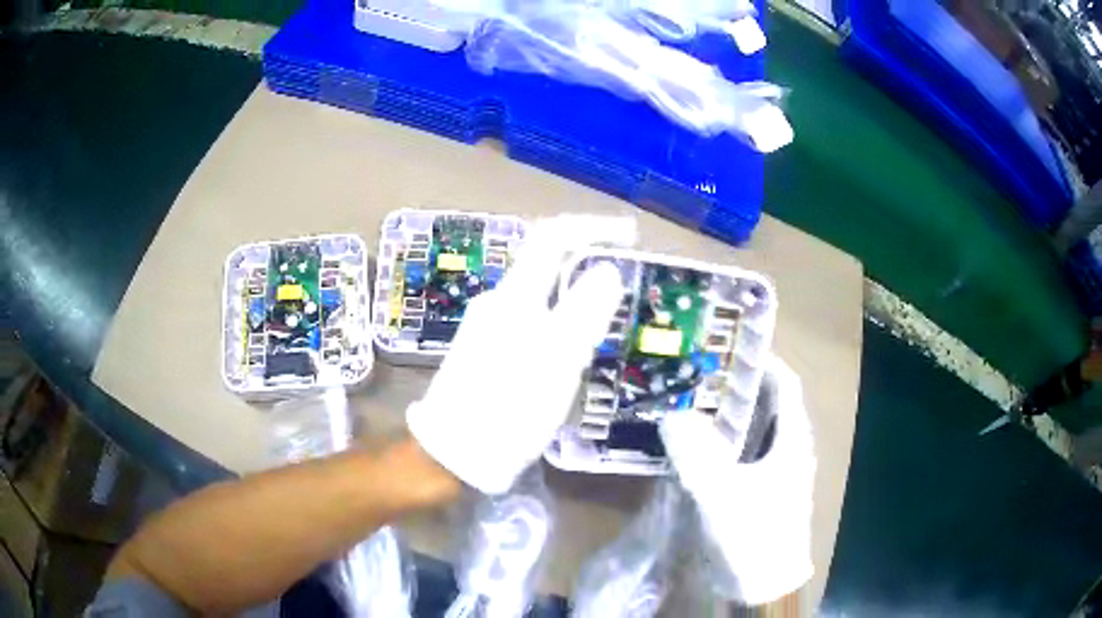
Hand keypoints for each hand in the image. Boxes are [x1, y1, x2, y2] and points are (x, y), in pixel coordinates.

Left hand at [407, 216, 635, 493]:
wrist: (455, 453)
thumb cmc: (510, 407)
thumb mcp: (558, 358)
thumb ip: (585, 309)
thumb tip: (608, 269)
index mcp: (514, 296)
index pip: (553, 237)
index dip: (593, 227)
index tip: (629, 237)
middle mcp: (497, 302)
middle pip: (547, 267)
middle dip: (588, 270)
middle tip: (623, 293)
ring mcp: (487, 327)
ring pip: (542, 300)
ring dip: (576, 303)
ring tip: (603, 333)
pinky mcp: (486, 352)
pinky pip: (532, 325)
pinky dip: (560, 328)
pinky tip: (571, 358)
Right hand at [660, 354, 815, 605]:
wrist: (763, 585)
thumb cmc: (753, 535)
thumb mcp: (722, 494)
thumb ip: (696, 455)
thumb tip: (671, 415)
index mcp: (792, 440)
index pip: (784, 384)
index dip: (762, 360)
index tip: (728, 344)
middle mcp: (788, 448)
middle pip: (767, 403)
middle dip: (737, 384)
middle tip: (698, 370)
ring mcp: (776, 470)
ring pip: (753, 429)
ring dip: (727, 413)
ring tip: (691, 398)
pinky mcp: (761, 489)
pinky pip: (742, 453)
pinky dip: (723, 442)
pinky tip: (695, 443)